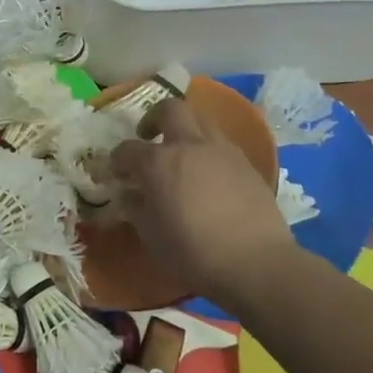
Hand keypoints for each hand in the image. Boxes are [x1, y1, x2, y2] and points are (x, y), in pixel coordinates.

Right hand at [110, 98, 297, 309]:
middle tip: (149, 136)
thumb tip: (129, 195)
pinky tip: (209, 174)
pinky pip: (222, 144)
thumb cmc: (193, 253)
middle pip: (170, 109)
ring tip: (182, 153)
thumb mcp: (152, 237)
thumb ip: (136, 209)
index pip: (128, 150)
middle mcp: (189, 145)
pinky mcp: (246, 163)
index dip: (117, 159)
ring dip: (186, 129)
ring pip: (201, 120)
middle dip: (154, 117)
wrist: (256, 263)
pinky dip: (209, 150)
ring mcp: (222, 150)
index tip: (116, 171)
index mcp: (158, 163)